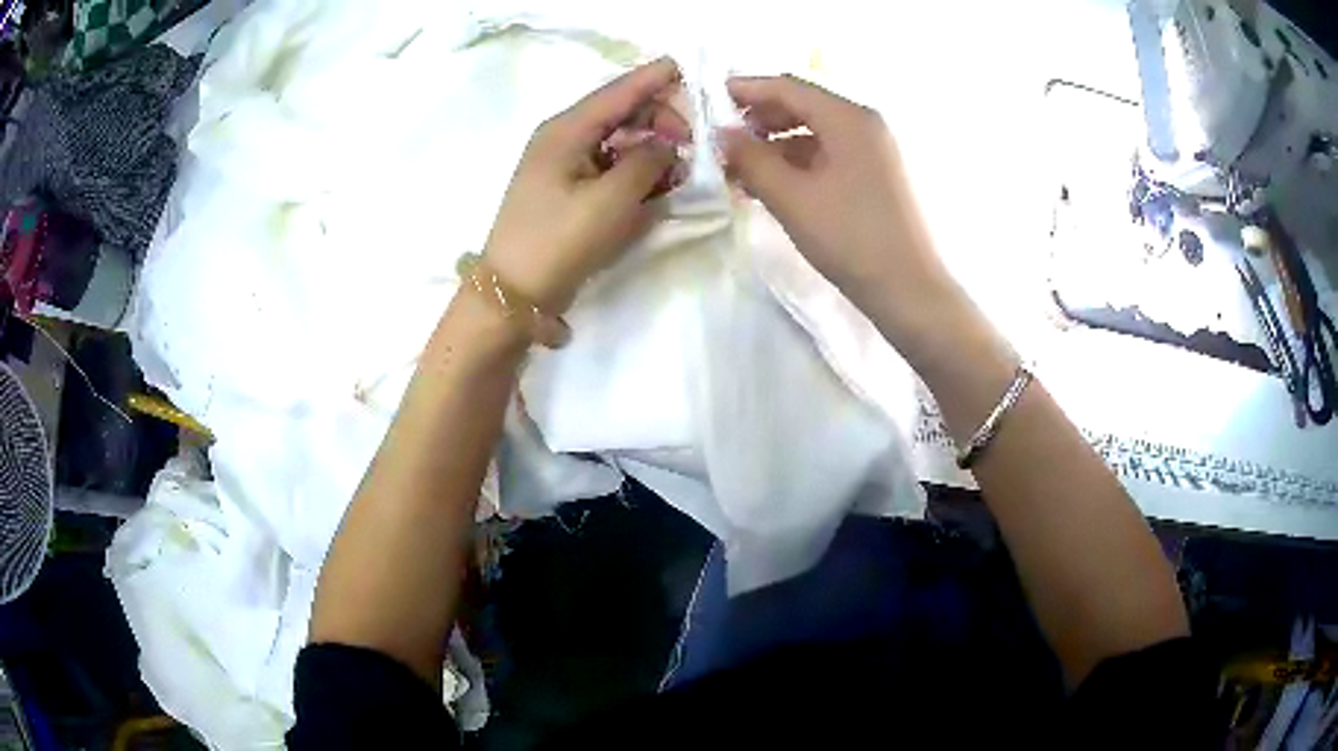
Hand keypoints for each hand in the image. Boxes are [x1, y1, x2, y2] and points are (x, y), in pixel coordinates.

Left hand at [482, 58, 686, 313]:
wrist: (514, 293)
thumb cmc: (559, 241)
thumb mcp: (611, 200)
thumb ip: (647, 162)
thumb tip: (667, 144)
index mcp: (566, 130)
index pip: (618, 91)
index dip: (653, 78)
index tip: (686, 67)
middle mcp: (563, 138)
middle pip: (619, 112)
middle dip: (658, 120)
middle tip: (691, 145)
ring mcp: (563, 164)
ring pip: (617, 139)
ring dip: (649, 147)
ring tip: (678, 169)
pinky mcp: (567, 189)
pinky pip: (608, 165)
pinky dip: (633, 169)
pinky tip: (656, 183)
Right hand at [719, 75, 965, 344]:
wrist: (908, 290)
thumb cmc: (851, 239)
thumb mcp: (792, 198)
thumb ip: (751, 159)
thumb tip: (720, 134)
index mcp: (848, 118)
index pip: (788, 87)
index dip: (746, 89)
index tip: (709, 101)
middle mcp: (864, 124)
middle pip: (803, 105)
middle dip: (760, 118)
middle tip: (722, 138)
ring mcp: (873, 150)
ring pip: (814, 131)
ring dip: (775, 143)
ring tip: (740, 167)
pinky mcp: (875, 174)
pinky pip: (828, 153)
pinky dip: (797, 162)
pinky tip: (772, 183)